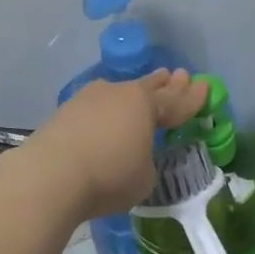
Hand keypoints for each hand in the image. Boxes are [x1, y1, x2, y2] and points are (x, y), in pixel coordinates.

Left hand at [16, 70, 206, 221]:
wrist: (49, 175)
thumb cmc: (109, 176)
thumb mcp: (144, 177)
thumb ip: (146, 161)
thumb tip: (133, 153)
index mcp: (145, 105)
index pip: (177, 102)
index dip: (193, 98)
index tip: (205, 86)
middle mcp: (118, 94)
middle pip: (148, 88)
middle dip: (165, 84)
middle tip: (177, 75)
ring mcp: (87, 100)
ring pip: (118, 94)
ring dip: (133, 94)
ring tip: (142, 89)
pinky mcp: (63, 113)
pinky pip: (95, 108)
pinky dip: (106, 112)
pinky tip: (105, 115)